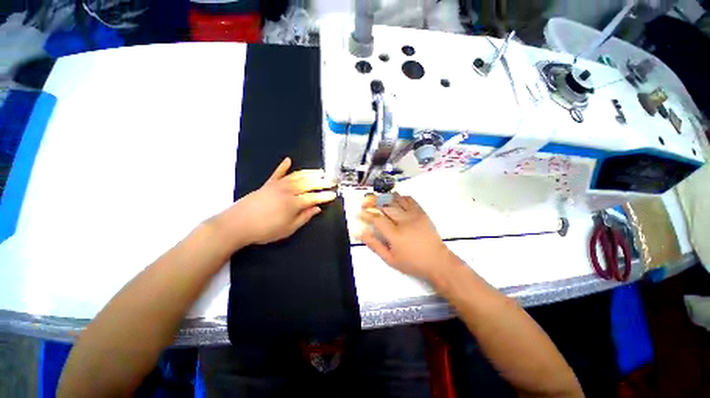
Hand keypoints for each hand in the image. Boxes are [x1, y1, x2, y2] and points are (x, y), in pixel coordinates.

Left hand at [220, 157, 336, 245]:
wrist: (237, 224)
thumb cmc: (265, 230)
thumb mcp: (288, 229)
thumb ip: (304, 217)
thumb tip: (317, 208)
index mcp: (294, 203)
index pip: (314, 197)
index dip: (325, 196)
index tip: (333, 195)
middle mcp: (288, 190)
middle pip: (308, 184)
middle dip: (322, 182)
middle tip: (331, 181)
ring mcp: (277, 185)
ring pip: (297, 176)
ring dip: (310, 173)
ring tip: (320, 171)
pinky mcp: (268, 184)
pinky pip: (277, 173)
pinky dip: (283, 166)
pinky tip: (288, 160)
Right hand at [358, 193, 452, 281]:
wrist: (438, 261)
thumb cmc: (412, 263)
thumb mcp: (390, 259)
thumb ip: (374, 245)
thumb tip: (361, 234)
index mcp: (395, 234)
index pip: (377, 219)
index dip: (366, 214)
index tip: (359, 213)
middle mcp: (404, 221)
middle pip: (385, 206)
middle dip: (372, 202)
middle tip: (364, 202)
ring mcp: (414, 215)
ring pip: (396, 200)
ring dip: (384, 197)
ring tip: (376, 198)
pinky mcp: (421, 213)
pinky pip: (409, 200)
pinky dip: (400, 197)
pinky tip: (394, 199)